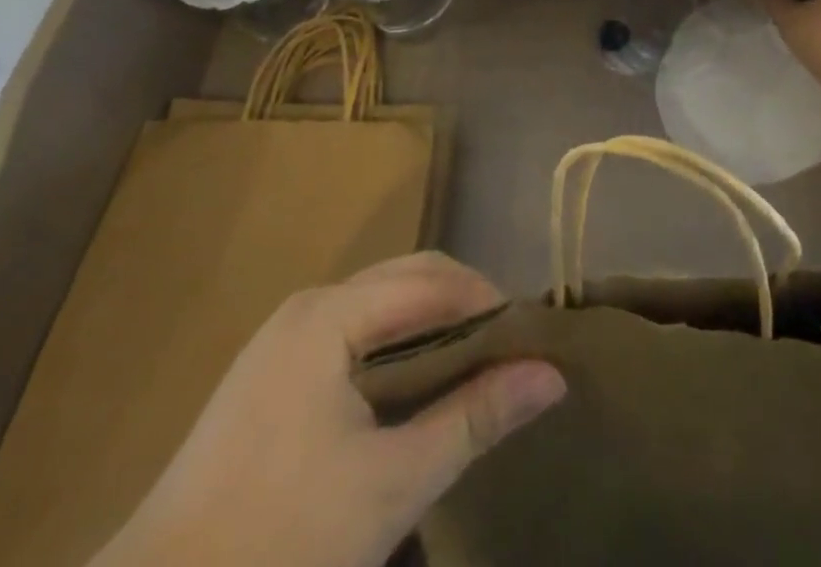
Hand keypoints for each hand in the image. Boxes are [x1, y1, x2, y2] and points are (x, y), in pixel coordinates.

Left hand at [95, 252, 565, 566]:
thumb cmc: (279, 543)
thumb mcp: (392, 482)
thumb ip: (474, 418)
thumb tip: (551, 376)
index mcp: (331, 314)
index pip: (433, 281)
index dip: (488, 303)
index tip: (532, 343)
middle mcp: (308, 305)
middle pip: (407, 280)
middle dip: (463, 307)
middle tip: (508, 357)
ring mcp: (283, 337)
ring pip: (379, 306)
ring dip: (430, 327)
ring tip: (471, 373)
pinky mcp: (269, 373)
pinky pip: (351, 334)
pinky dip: (394, 349)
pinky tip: (411, 395)